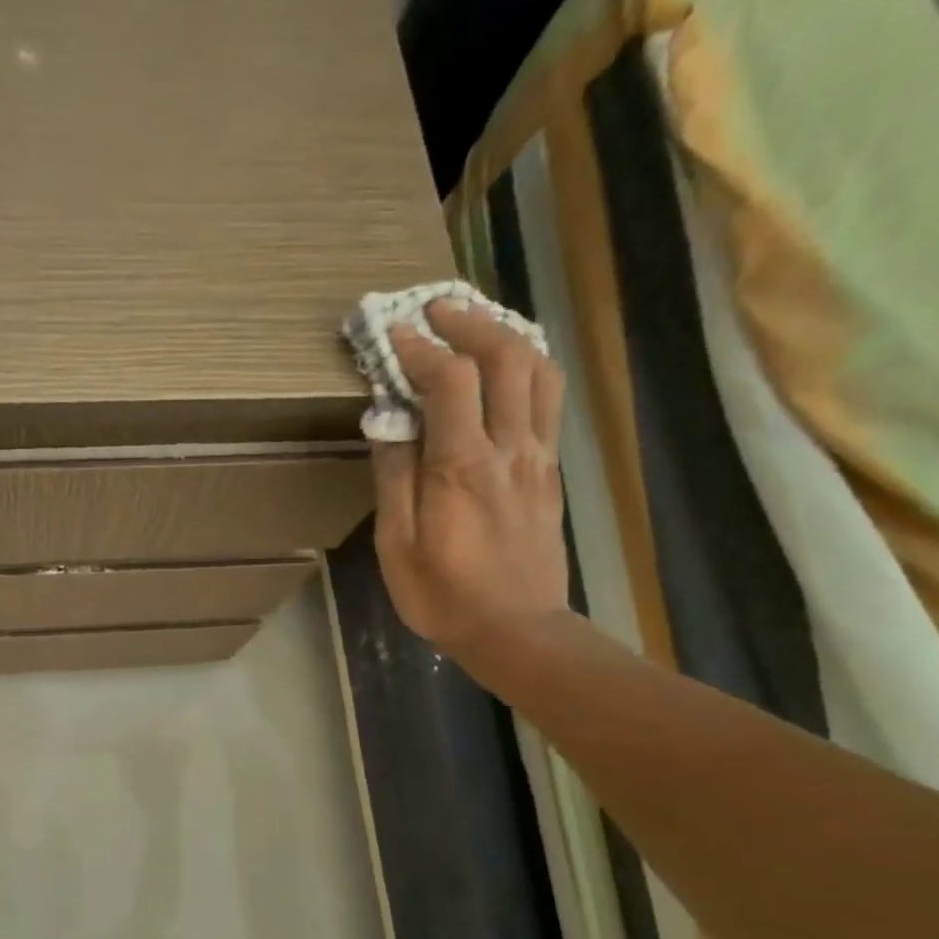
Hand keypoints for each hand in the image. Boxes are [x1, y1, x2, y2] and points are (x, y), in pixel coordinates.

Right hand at [369, 300, 568, 658]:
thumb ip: (393, 476)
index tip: (391, 330)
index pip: (448, 380)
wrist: (517, 630)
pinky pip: (549, 401)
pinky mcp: (551, 470)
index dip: (418, 346)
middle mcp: (509, 448)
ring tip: (476, 324)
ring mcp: (538, 457)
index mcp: (462, 466)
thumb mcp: (397, 543)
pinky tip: (508, 365)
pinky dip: (528, 366)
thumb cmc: (443, 594)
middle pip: (506, 357)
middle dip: (469, 321)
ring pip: (540, 371)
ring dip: (508, 335)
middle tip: (435, 308)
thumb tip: (386, 421)